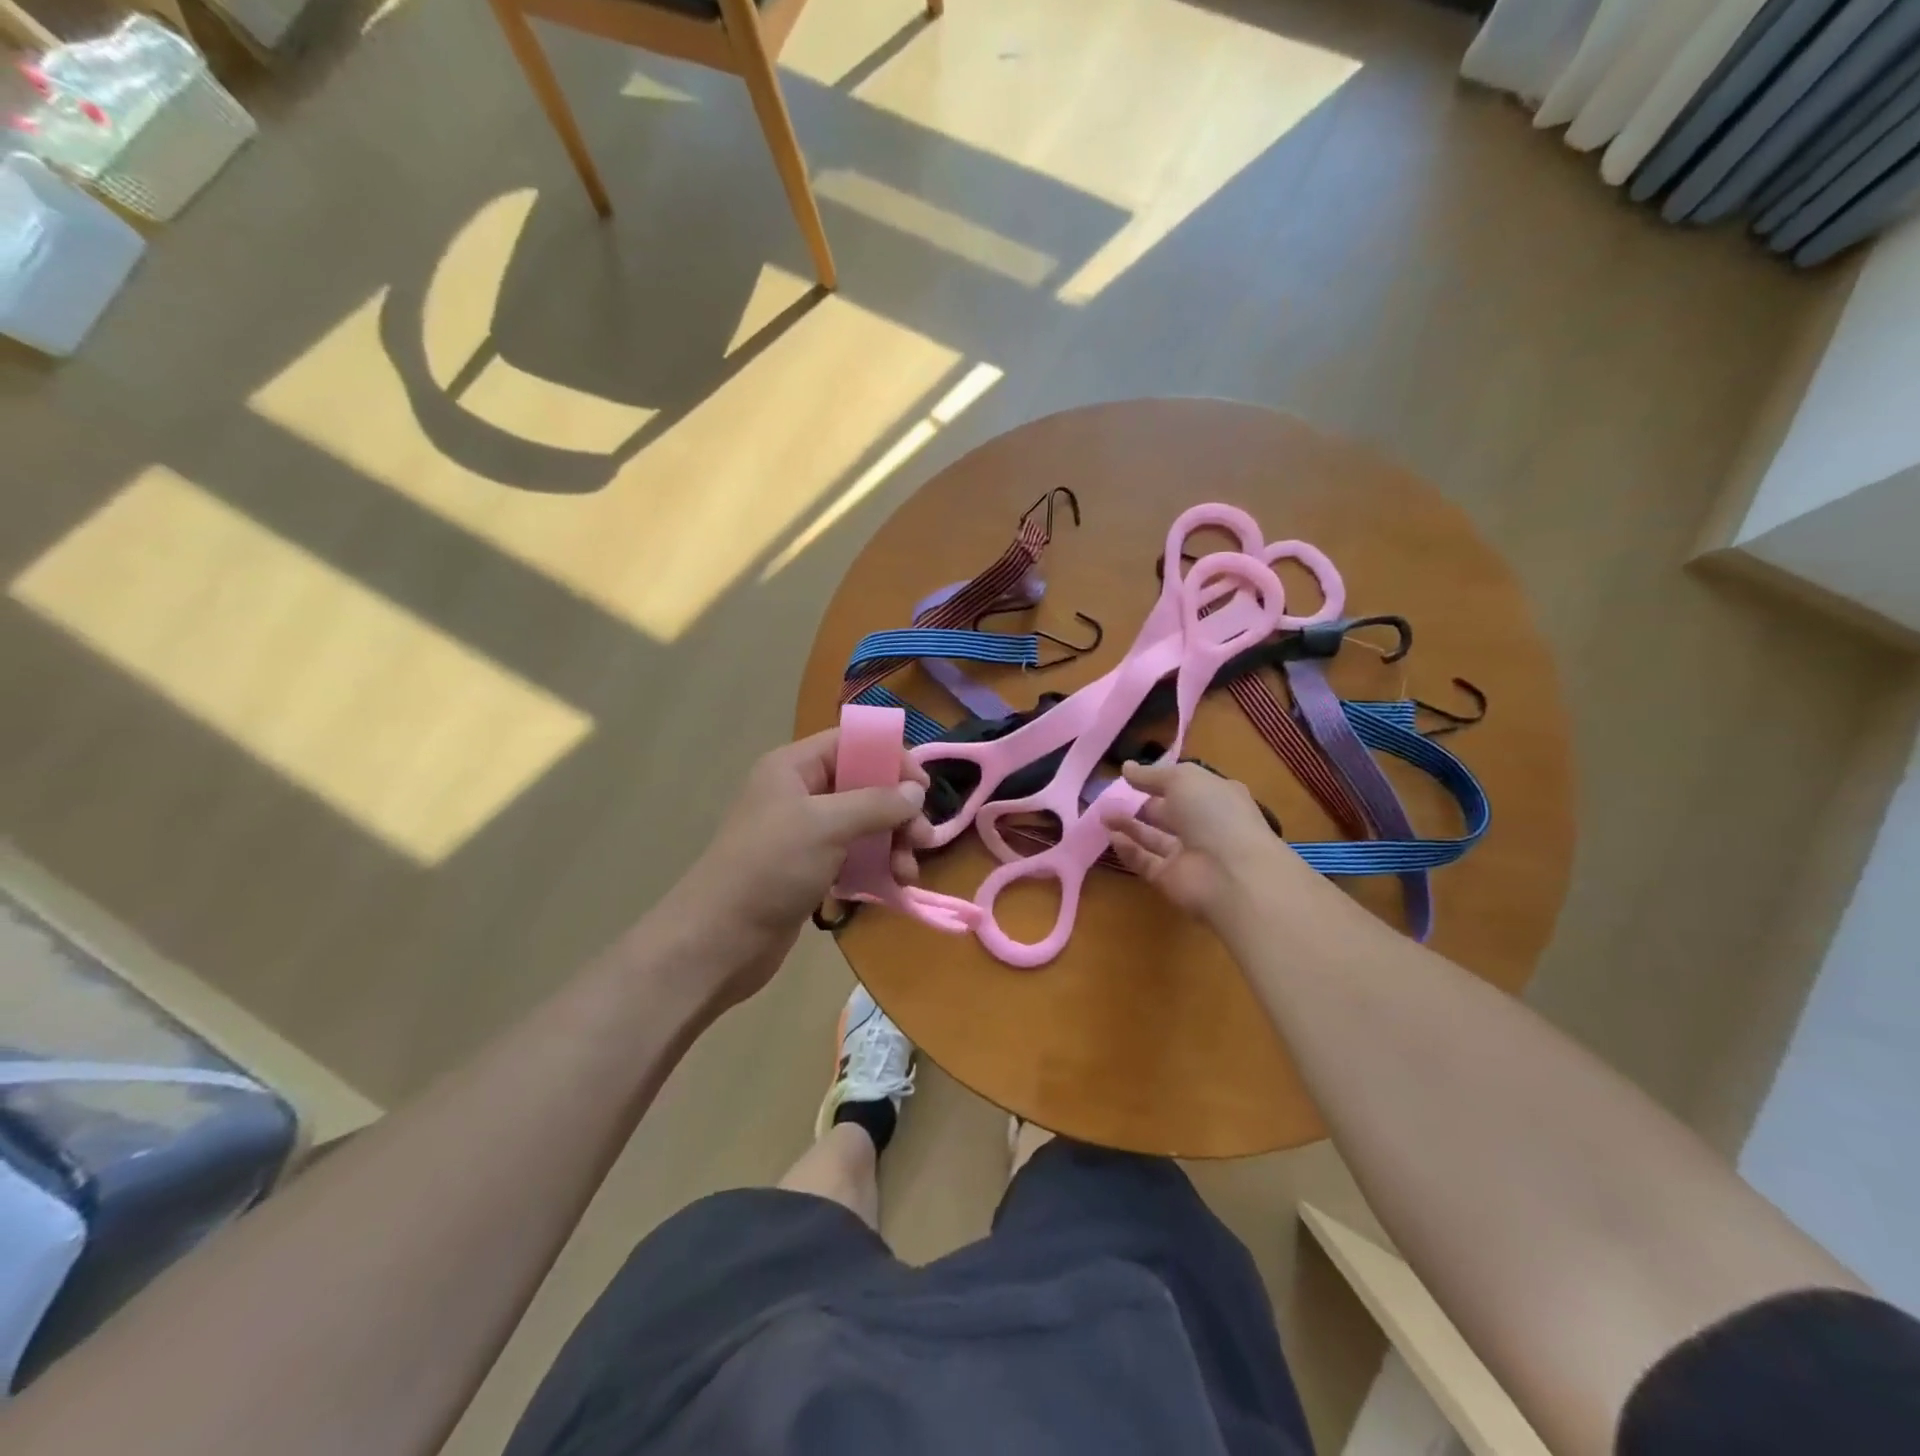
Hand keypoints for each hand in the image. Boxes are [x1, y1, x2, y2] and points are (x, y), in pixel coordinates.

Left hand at [666, 729, 932, 1006]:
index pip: (851, 744)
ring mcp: (803, 834)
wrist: (718, 940)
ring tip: (908, 872)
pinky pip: (852, 856)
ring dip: (891, 843)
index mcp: (793, 768)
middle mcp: (798, 794)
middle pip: (862, 785)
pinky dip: (875, 866)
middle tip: (924, 839)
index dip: (890, 758)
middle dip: (897, 810)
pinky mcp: (808, 869)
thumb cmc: (770, 868)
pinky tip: (893, 886)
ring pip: (862, 824)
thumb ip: (876, 803)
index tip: (923, 788)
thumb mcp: (826, 826)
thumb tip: (915, 791)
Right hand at [1104, 760, 1300, 924]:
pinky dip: (1128, 850)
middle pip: (1167, 813)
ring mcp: (1187, 854)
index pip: (1184, 786)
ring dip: (1128, 825)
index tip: (1129, 775)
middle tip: (1109, 796)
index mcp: (1215, 797)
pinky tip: (1111, 837)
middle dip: (1139, 804)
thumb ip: (1152, 775)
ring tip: (1102, 814)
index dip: (1158, 779)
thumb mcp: (1183, 780)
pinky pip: (1145, 861)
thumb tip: (1126, 767)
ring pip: (1153, 837)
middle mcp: (1203, 825)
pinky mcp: (1170, 879)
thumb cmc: (1214, 814)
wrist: (1231, 875)